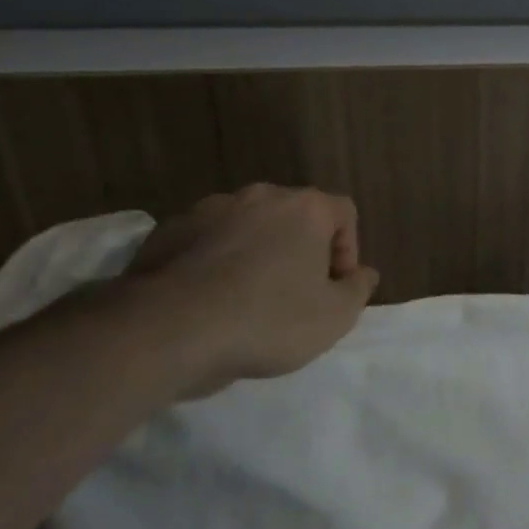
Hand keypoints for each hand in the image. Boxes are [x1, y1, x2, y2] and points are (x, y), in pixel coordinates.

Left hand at [123, 184, 378, 397]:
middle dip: (301, 250)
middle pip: (294, 216)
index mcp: (304, 208)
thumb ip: (358, 289)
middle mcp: (258, 197)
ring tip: (249, 300)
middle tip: (297, 294)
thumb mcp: (334, 316)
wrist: (164, 332)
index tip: (335, 288)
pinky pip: (206, 243)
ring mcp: (207, 210)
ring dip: (256, 255)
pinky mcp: (165, 232)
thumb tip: (363, 273)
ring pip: (247, 228)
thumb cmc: (267, 320)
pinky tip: (209, 302)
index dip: (348, 250)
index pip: (344, 212)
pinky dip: (215, 264)